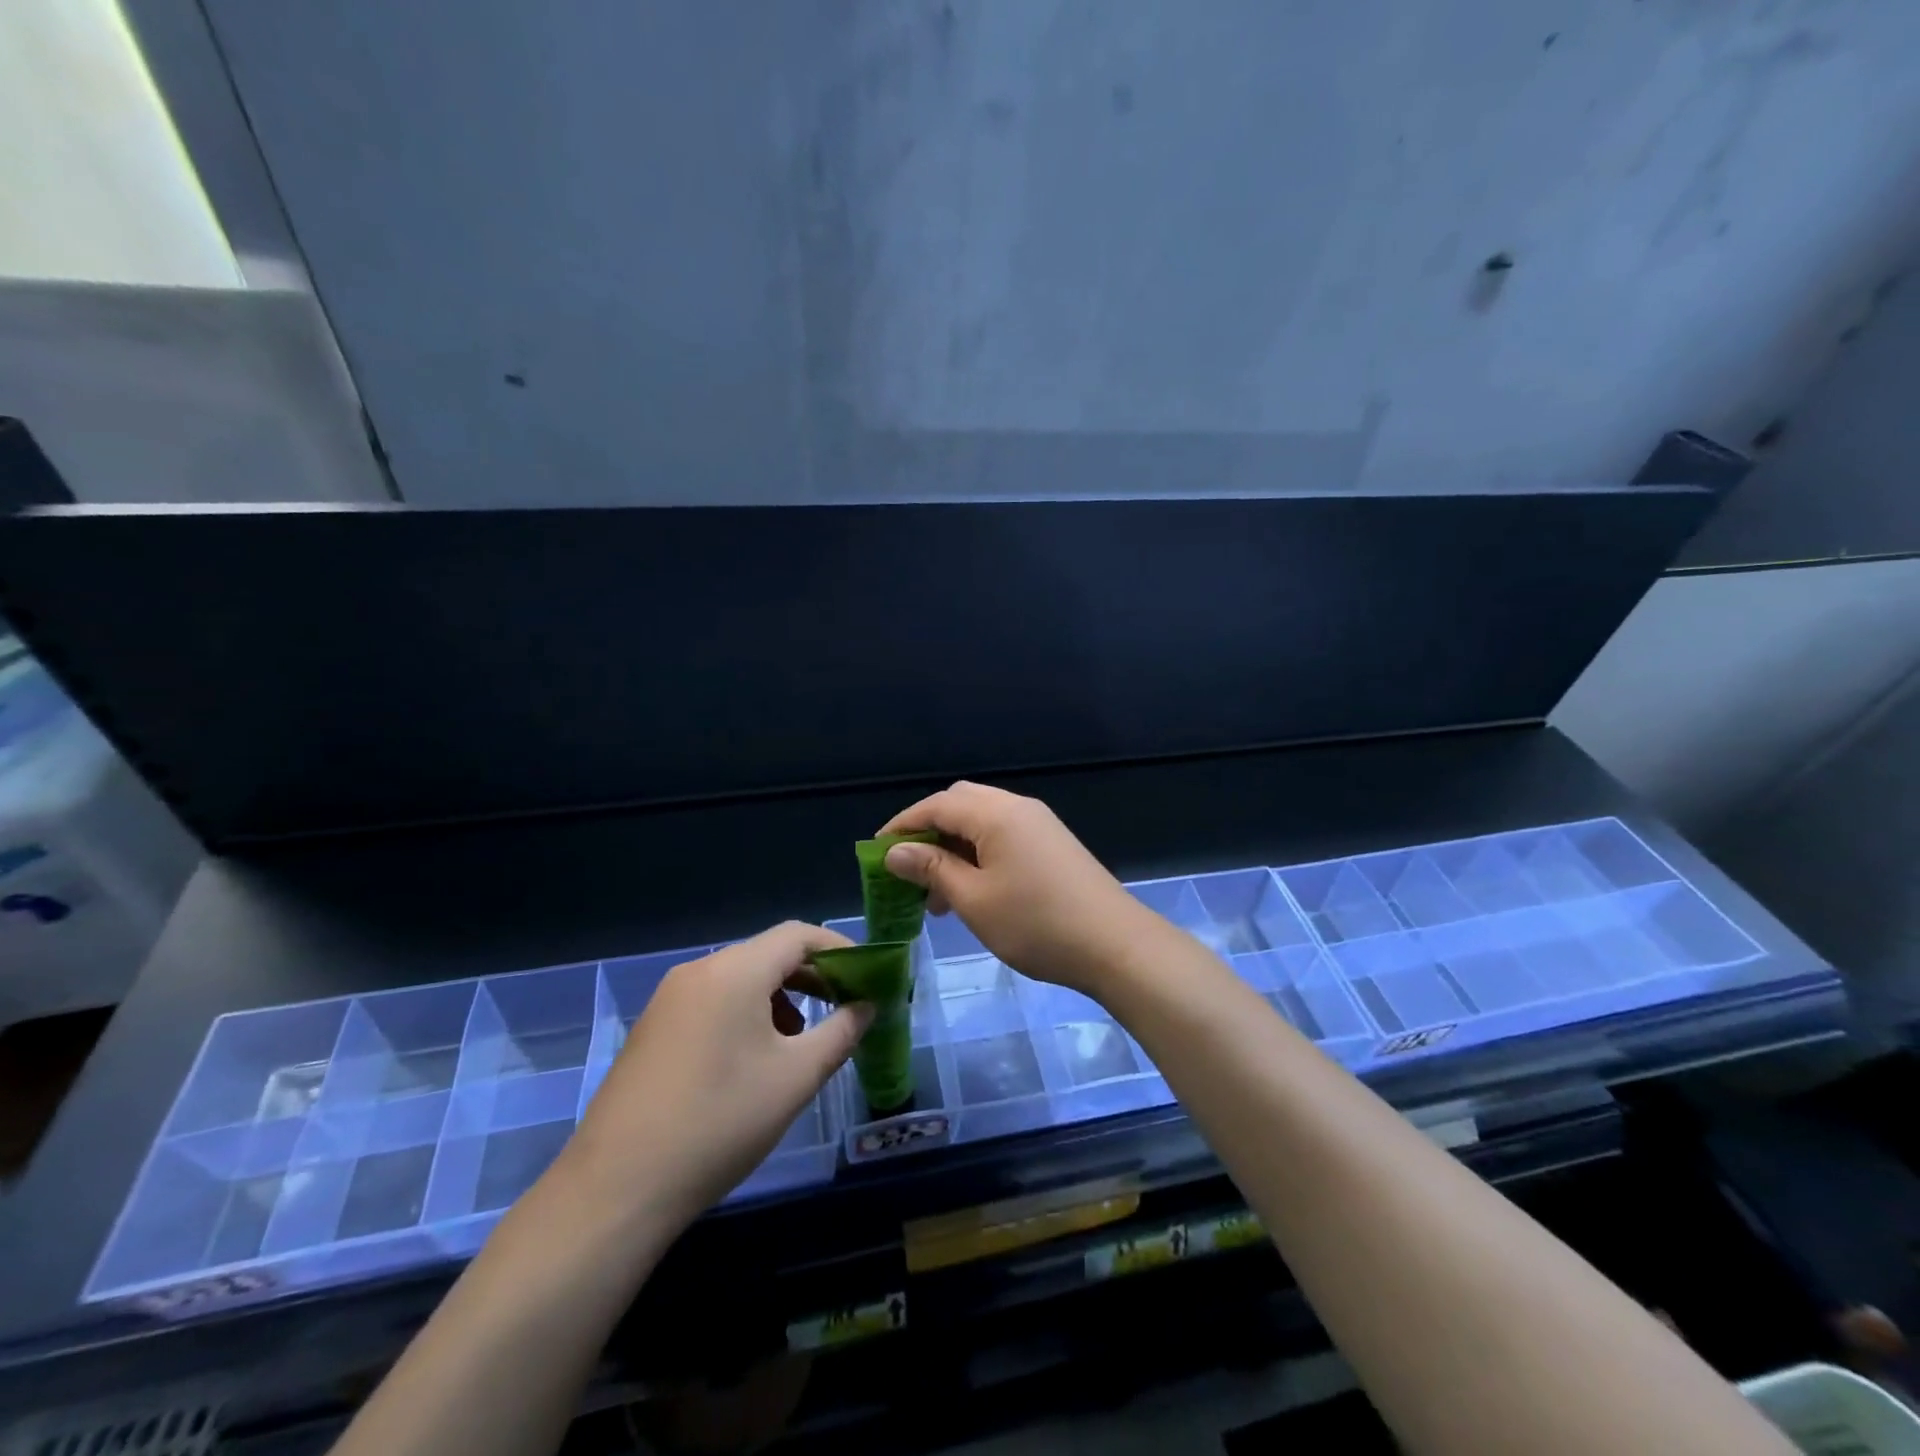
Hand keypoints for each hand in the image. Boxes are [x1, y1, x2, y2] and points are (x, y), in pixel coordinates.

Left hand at [566, 922, 870, 1230]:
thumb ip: (841, 1033)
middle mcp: (699, 971)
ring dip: (781, 998)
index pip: (798, 935)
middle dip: (813, 976)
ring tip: (802, 1042)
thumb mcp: (796, 1078)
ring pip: (741, 980)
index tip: (868, 975)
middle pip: (768, 954)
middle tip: (846, 1006)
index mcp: (734, 971)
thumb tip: (866, 1007)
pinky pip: (714, 1002)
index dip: (839, 948)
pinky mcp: (653, 1029)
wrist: (616, 1189)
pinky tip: (755, 1060)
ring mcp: (669, 1000)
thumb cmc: (720, 1122)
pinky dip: (747, 1014)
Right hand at [878, 782, 1162, 995]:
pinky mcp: (1052, 844)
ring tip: (935, 894)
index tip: (876, 854)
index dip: (902, 825)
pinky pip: (1003, 836)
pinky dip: (978, 854)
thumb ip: (932, 869)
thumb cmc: (1037, 923)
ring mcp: (1039, 825)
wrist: (1116, 945)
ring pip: (982, 821)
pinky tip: (971, 892)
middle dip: (928, 832)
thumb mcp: (974, 900)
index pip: (936, 805)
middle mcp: (1018, 807)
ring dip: (953, 847)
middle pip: (959, 804)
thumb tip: (894, 852)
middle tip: (907, 870)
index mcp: (996, 813)